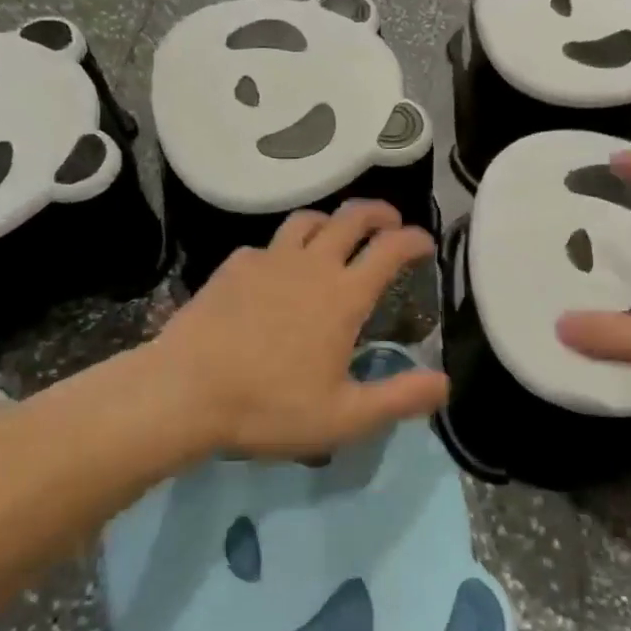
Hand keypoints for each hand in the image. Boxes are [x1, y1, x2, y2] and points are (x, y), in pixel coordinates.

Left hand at [152, 201, 448, 458]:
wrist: (185, 391)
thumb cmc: (269, 406)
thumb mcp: (344, 417)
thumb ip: (399, 399)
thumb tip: (444, 383)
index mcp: (343, 296)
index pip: (390, 249)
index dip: (413, 239)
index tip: (424, 242)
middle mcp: (310, 265)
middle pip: (351, 218)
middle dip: (378, 213)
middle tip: (390, 221)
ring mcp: (268, 259)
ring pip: (307, 220)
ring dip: (331, 220)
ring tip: (337, 234)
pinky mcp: (234, 265)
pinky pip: (268, 244)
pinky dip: (285, 249)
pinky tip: (278, 270)